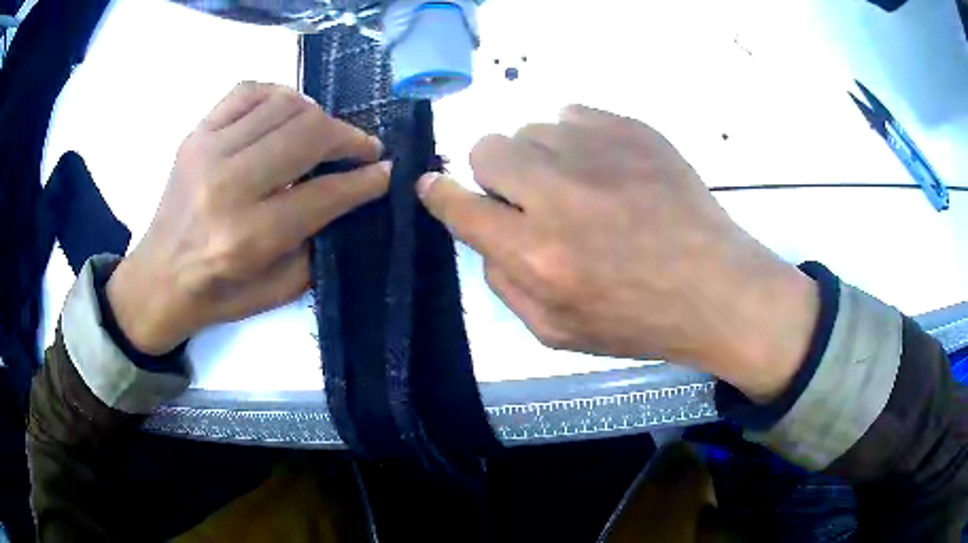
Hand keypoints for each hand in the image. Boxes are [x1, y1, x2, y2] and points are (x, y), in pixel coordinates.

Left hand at [107, 82, 389, 354]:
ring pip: (285, 105)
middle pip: (308, 133)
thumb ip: (318, 242)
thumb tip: (351, 195)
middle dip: (349, 137)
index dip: (366, 179)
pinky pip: (249, 91)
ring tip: (323, 134)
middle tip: (362, 149)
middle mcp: (228, 186)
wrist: (158, 278)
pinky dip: (278, 95)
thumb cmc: (217, 294)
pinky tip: (286, 113)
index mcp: (249, 237)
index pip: (325, 193)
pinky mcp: (195, 134)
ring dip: (317, 115)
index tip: (387, 171)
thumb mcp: (277, 290)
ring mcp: (208, 151)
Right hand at [417, 105, 818, 401]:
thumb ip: (505, 283)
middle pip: (487, 149)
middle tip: (529, 195)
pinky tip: (606, 167)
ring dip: (541, 157)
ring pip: (531, 129)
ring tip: (579, 185)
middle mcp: (558, 196)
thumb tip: (484, 234)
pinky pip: (574, 115)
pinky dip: (577, 139)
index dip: (439, 193)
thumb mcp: (557, 332)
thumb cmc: (639, 320)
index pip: (460, 207)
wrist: (716, 288)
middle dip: (494, 172)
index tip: (432, 184)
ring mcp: (598, 153)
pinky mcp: (632, 129)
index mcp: (537, 256)